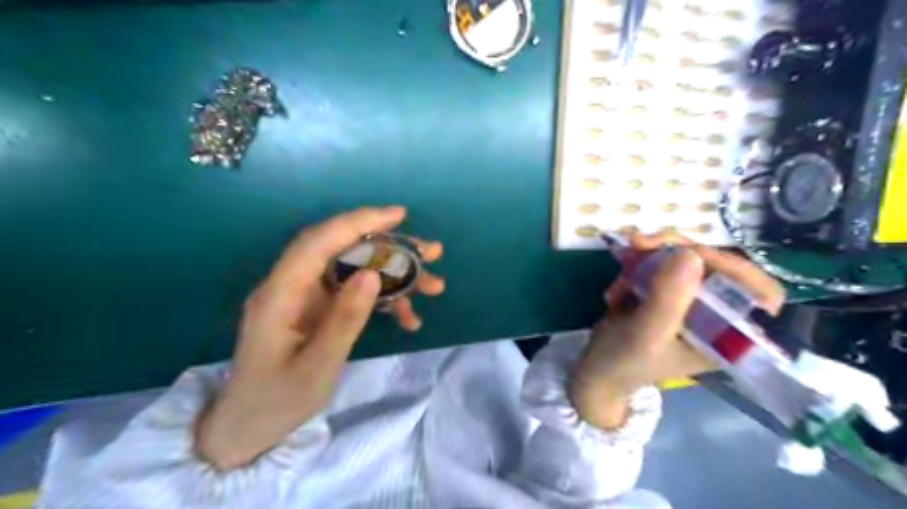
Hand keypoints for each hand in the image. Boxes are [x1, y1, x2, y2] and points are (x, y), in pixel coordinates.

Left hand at [197, 208, 445, 468]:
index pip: (319, 242)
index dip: (358, 222)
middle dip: (390, 247)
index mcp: (280, 294)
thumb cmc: (277, 400)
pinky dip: (384, 299)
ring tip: (433, 286)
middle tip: (431, 252)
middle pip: (344, 250)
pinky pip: (355, 293)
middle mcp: (293, 285)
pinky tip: (408, 316)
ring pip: (355, 270)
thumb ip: (344, 320)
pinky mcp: (319, 308)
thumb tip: (373, 275)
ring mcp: (307, 297)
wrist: (250, 427)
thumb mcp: (316, 368)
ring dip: (395, 274)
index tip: (398, 215)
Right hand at [569, 234, 782, 429]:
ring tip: (622, 263)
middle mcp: (714, 315)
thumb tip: (689, 254)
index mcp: (727, 335)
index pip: (758, 294)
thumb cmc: (624, 362)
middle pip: (716, 267)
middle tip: (639, 242)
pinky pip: (660, 265)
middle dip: (677, 250)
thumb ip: (668, 299)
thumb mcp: (646, 334)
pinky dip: (635, 267)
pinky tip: (616, 289)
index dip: (733, 268)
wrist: (594, 369)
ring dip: (649, 255)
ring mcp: (688, 301)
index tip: (691, 255)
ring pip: (684, 260)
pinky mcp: (665, 292)